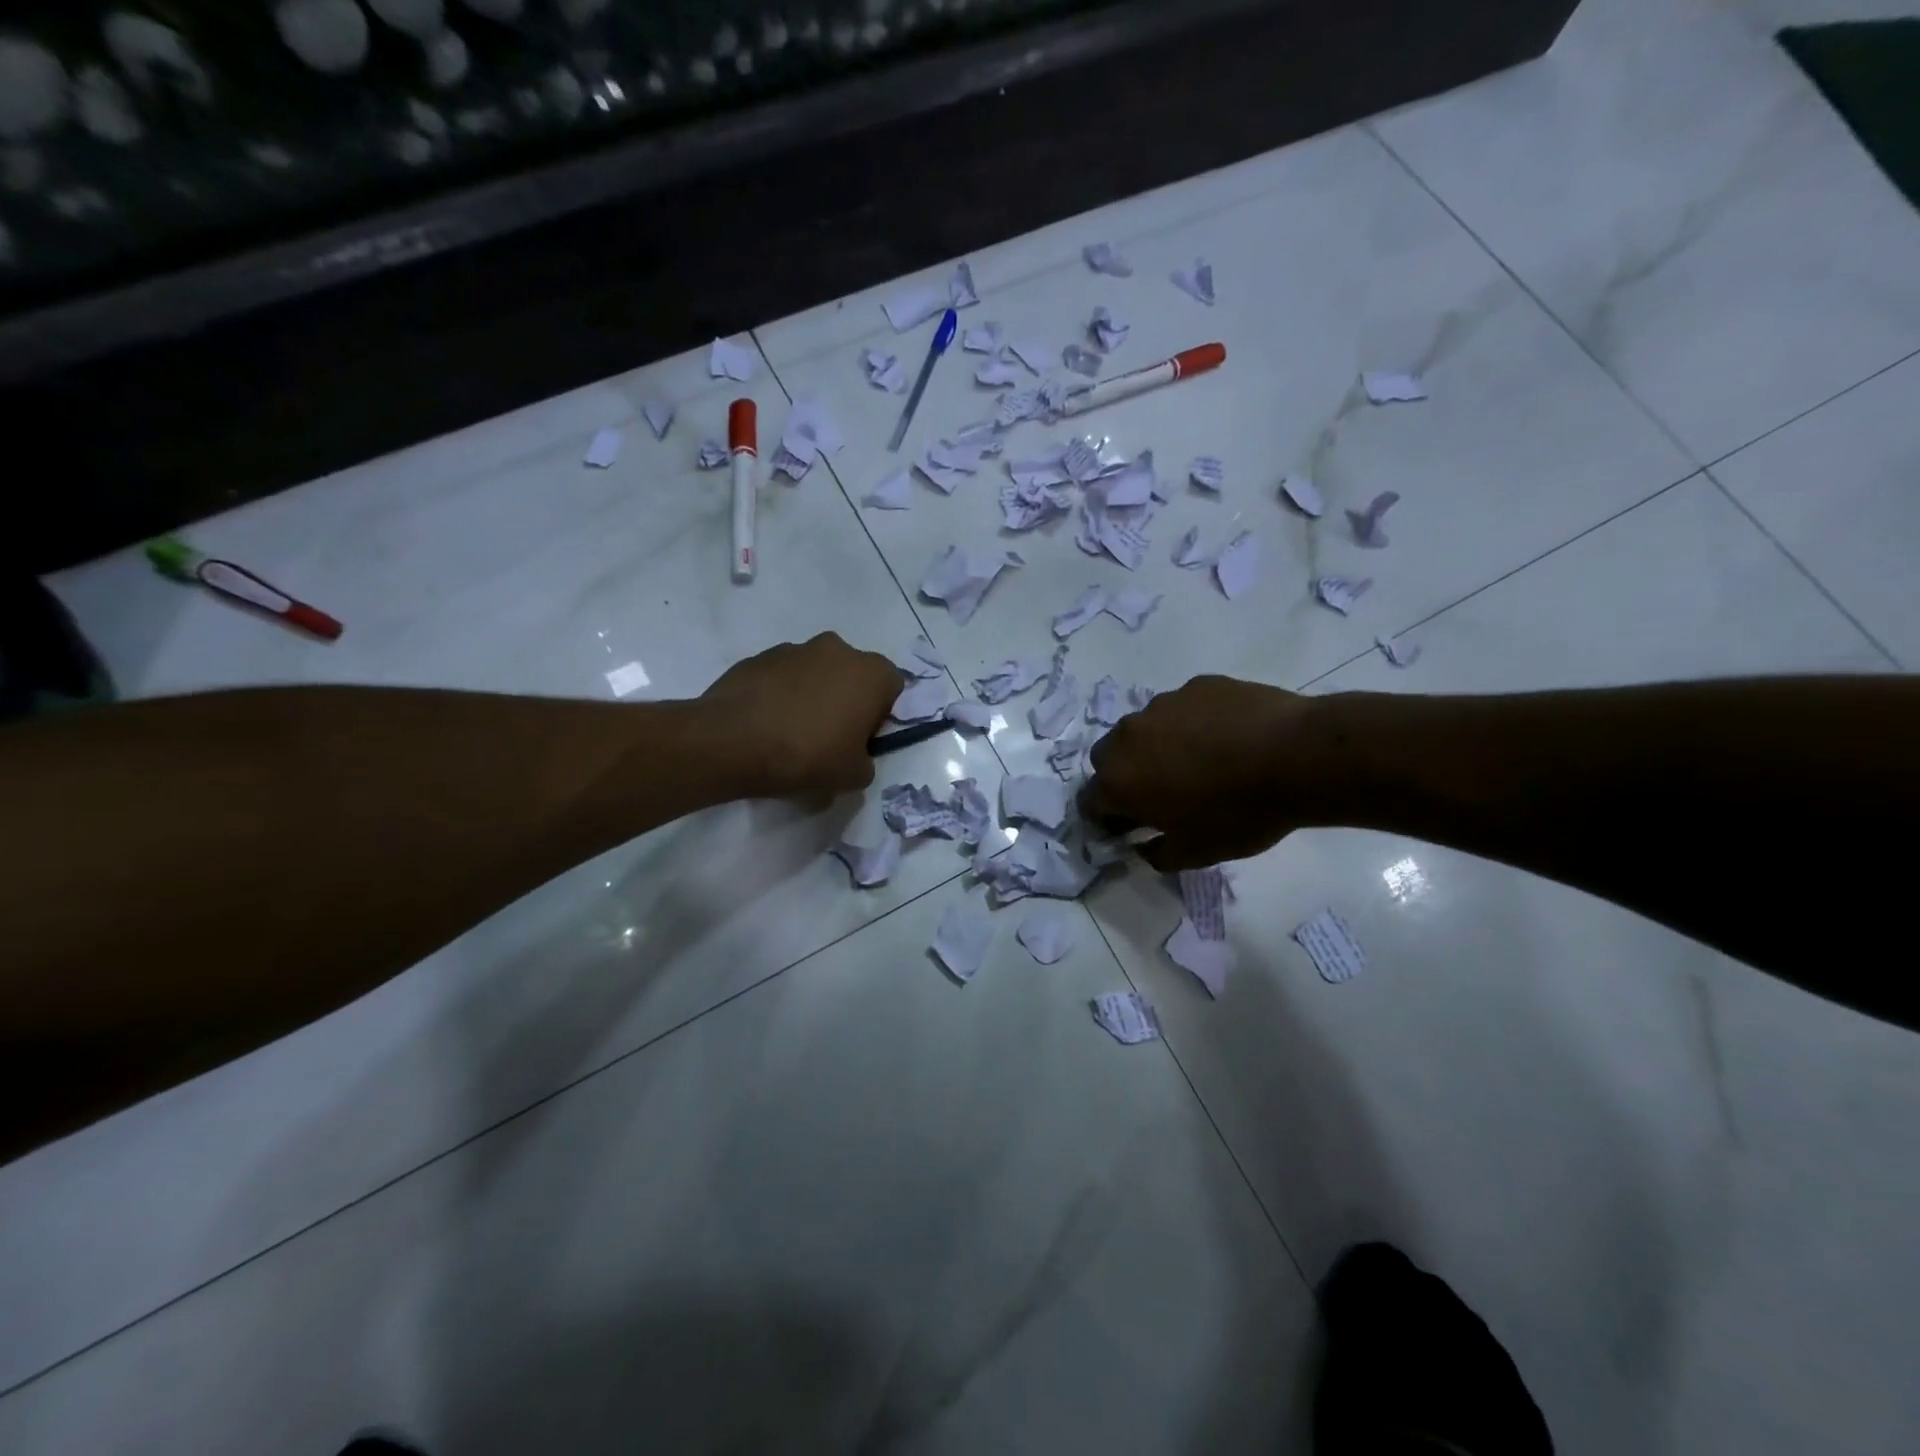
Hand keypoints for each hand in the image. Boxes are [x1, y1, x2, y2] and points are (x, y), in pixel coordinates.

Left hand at [699, 633, 900, 799]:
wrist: (731, 742)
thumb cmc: (807, 756)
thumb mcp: (853, 777)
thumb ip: (866, 762)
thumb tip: (855, 756)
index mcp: (871, 673)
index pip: (893, 687)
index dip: (881, 714)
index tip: (863, 738)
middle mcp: (838, 649)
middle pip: (854, 674)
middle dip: (847, 699)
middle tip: (830, 735)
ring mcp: (796, 648)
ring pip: (817, 671)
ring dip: (813, 694)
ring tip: (792, 732)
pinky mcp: (759, 656)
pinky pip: (782, 676)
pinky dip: (781, 694)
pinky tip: (766, 724)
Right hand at [1080, 675, 1319, 870]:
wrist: (1296, 756)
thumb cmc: (1238, 814)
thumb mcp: (1196, 853)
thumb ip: (1157, 855)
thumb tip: (1143, 846)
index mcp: (1118, 780)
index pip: (1089, 802)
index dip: (1107, 819)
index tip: (1132, 829)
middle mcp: (1128, 736)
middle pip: (1108, 758)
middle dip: (1124, 776)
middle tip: (1162, 793)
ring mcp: (1162, 704)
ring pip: (1144, 729)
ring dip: (1157, 746)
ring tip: (1201, 762)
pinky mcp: (1196, 685)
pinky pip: (1182, 708)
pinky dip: (1193, 724)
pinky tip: (1228, 738)